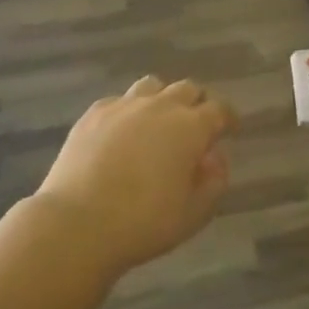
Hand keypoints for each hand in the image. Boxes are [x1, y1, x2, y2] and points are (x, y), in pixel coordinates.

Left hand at [32, 77, 236, 278]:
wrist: (78, 223)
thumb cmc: (144, 222)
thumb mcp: (195, 213)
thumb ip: (214, 181)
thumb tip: (215, 157)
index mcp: (190, 127)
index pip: (219, 109)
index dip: (228, 117)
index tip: (230, 128)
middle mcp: (159, 106)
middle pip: (187, 89)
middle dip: (198, 103)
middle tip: (197, 125)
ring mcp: (123, 106)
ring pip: (152, 86)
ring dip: (163, 98)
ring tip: (160, 121)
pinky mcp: (93, 114)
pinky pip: (120, 100)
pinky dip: (130, 110)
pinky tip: (124, 132)